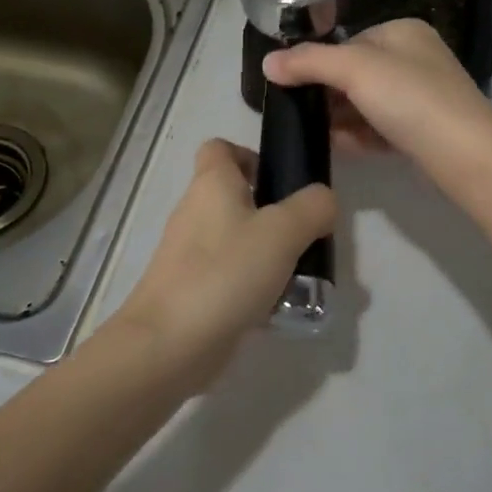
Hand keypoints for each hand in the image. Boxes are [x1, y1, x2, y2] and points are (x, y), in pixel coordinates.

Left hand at [110, 139, 334, 385]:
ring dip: (268, 253)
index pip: (221, 148)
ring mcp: (190, 253)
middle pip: (236, 196)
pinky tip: (278, 307)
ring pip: (237, 239)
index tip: (283, 182)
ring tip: (301, 276)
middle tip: (306, 236)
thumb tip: (323, 200)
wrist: (168, 344)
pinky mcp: (191, 289)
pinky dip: (253, 286)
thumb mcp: (283, 232)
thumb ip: (312, 208)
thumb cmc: (225, 273)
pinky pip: (229, 275)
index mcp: (211, 184)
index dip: (251, 155)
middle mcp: (196, 211)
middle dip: (274, 213)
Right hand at [262, 18, 491, 168]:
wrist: (465, 154)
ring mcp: (422, 97)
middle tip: (299, 114)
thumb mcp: (354, 69)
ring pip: (367, 104)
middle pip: (356, 74)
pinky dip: (358, 136)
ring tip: (311, 133)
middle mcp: (415, 59)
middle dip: (328, 95)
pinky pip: (380, 129)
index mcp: (402, 32)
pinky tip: (337, 147)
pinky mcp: (423, 132)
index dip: (319, 63)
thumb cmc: (410, 97)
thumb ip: (308, 62)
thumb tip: (267, 62)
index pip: (349, 42)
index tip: (292, 87)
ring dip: (340, 118)